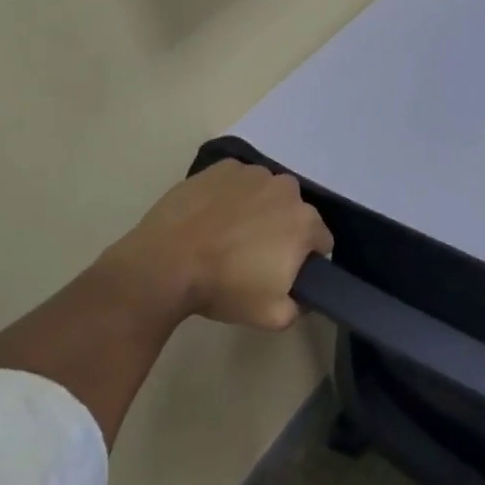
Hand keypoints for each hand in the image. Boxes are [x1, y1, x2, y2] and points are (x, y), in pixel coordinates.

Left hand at [100, 161, 332, 331]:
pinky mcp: (221, 168)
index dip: (307, 259)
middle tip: (255, 255)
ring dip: (258, 209)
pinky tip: (211, 216)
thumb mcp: (272, 316)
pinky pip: (237, 182)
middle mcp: (286, 189)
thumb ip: (299, 307)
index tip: (285, 273)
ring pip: (266, 193)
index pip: (321, 241)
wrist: (163, 265)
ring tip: (229, 234)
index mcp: (305, 222)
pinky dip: (231, 195)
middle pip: (294, 212)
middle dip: (282, 230)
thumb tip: (301, 298)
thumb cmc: (223, 288)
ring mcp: (252, 174)